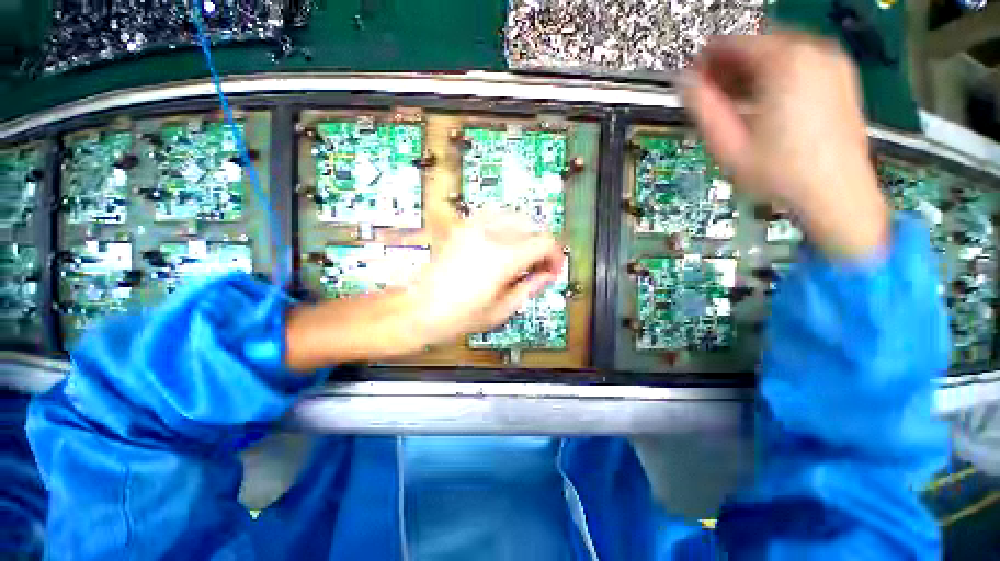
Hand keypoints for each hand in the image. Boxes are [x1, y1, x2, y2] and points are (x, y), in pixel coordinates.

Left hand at [285, 211, 564, 371]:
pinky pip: (493, 215)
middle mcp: (489, 234)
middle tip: (539, 265)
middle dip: (542, 245)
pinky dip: (506, 225)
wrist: (418, 309)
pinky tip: (504, 243)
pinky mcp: (462, 227)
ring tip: (523, 254)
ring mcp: (473, 227)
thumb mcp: (501, 309)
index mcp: (502, 258)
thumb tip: (547, 275)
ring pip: (514, 215)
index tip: (551, 270)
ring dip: (526, 233)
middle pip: (532, 225)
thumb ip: (530, 287)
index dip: (555, 256)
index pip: (545, 242)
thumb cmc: (457, 317)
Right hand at [684, 31, 889, 258]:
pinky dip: (777, 76)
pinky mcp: (842, 79)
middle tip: (711, 91)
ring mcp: (833, 64)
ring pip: (779, 53)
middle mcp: (813, 53)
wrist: (836, 192)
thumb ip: (703, 108)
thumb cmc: (781, 173)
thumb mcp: (729, 144)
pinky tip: (763, 101)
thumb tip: (685, 83)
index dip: (706, 60)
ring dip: (752, 71)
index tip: (693, 76)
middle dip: (730, 66)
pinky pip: (800, 63)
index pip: (733, 43)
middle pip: (758, 45)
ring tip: (735, 99)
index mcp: (785, 63)